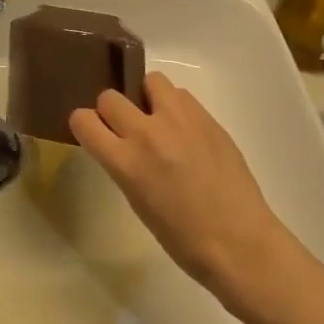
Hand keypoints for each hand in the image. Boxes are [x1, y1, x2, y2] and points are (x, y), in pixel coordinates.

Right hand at [69, 71, 295, 298]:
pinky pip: (181, 95)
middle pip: (110, 97)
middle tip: (126, 128)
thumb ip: (123, 164)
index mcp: (125, 162)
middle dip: (112, 111)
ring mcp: (180, 121)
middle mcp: (147, 133)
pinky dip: (175, 106)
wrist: (240, 243)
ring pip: (150, 81)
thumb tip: (120, 144)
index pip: (83, 120)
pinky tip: (185, 131)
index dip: (85, 125)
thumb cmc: (182, 238)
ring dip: (146, 98)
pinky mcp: (207, 118)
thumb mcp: (137, 201)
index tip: (94, 133)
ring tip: (159, 121)